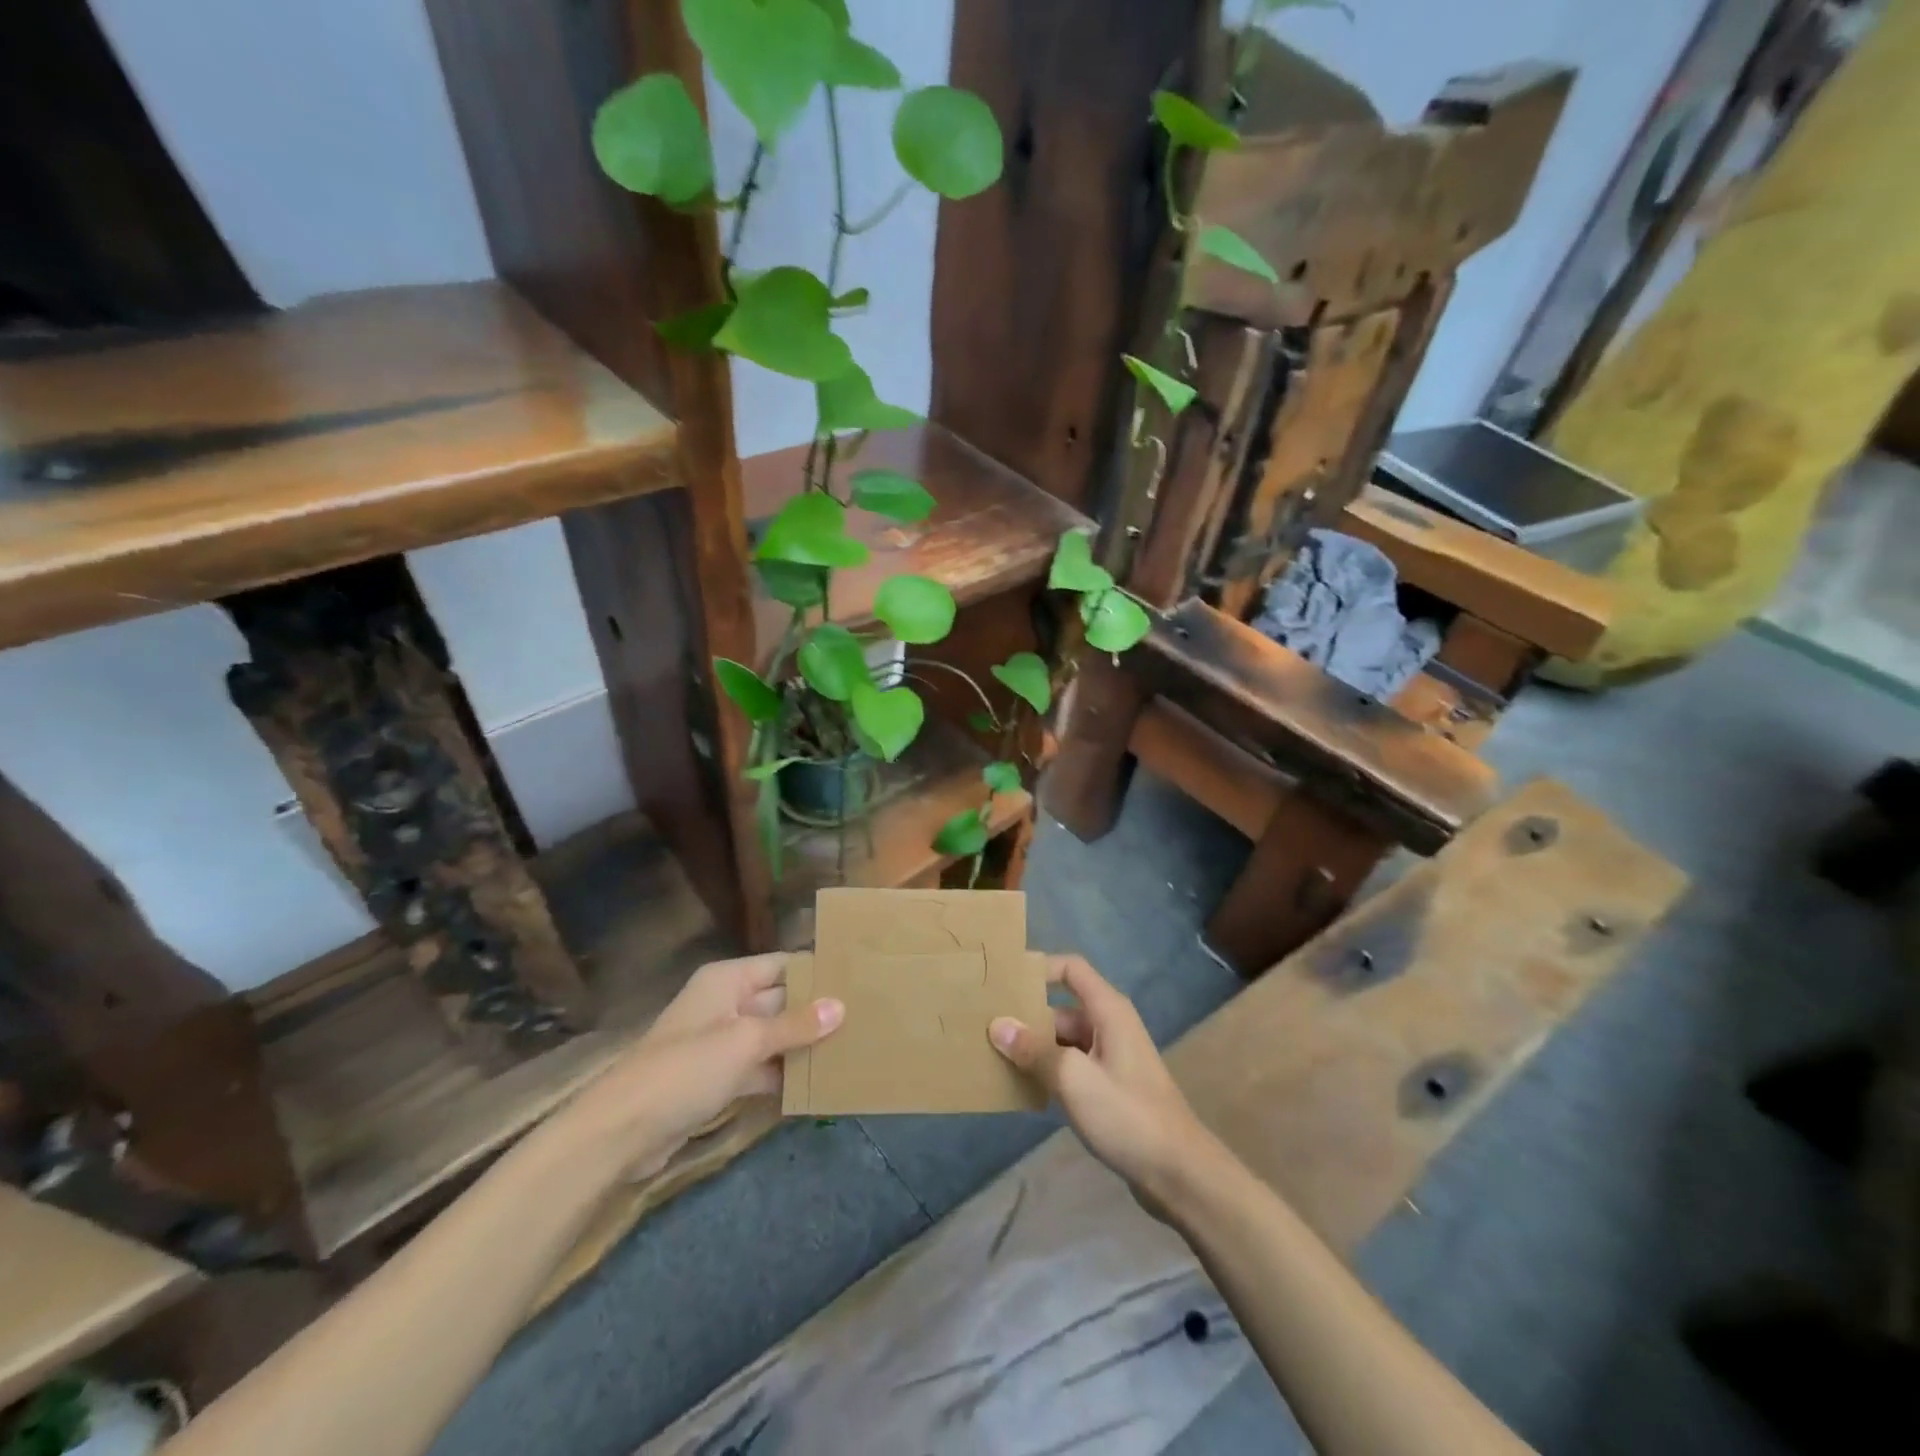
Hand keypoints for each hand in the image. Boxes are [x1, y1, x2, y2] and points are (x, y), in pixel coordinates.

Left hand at [567, 954, 842, 1180]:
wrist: (622, 1131)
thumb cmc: (686, 1069)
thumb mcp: (745, 1042)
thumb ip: (795, 1026)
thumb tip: (840, 1007)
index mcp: (728, 980)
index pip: (782, 965)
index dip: (816, 971)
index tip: (857, 979)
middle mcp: (726, 1003)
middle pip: (780, 1000)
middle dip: (815, 1011)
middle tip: (864, 1017)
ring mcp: (720, 1042)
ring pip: (772, 1037)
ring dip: (802, 1046)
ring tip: (851, 1049)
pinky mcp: (717, 1078)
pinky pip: (760, 1068)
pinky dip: (783, 1075)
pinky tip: (817, 1084)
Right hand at [989, 956, 1214, 1208]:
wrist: (1179, 1172)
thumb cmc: (1127, 1114)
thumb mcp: (1075, 1079)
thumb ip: (1035, 1050)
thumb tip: (997, 1025)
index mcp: (1108, 1010)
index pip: (1070, 969)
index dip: (1039, 969)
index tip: (1004, 984)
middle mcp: (1109, 1025)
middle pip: (1060, 1008)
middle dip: (1026, 1017)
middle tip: (984, 1028)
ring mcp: (1110, 1057)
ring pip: (1062, 1040)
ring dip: (1033, 1048)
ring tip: (993, 1057)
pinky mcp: (1109, 1086)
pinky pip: (1070, 1066)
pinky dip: (1047, 1071)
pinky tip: (1021, 1088)